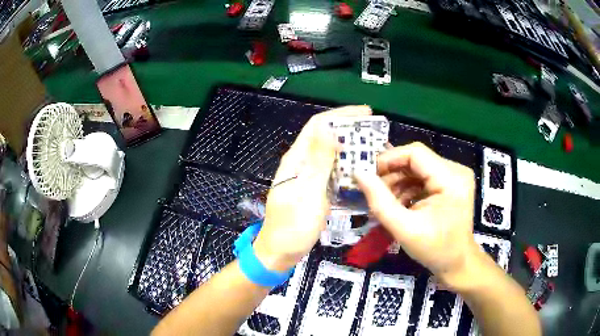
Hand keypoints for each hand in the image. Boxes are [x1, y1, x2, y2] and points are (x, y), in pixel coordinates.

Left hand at [253, 106, 371, 271]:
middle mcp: (301, 163)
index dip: (341, 115)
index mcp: (297, 159)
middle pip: (325, 137)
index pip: (318, 125)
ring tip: (374, 150)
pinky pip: (332, 171)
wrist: (280, 252)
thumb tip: (328, 128)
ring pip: (331, 154)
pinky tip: (362, 171)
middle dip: (349, 130)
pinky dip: (347, 167)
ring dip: (351, 149)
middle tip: (375, 134)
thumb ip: (318, 161)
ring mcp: (308, 177)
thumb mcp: (308, 193)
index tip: (366, 113)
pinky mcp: (314, 189)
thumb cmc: (292, 227)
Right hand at [354, 142, 480, 288]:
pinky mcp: (451, 183)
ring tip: (385, 202)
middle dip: (391, 174)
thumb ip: (380, 201)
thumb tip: (358, 173)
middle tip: (372, 191)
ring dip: (398, 182)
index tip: (367, 174)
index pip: (415, 153)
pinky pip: (423, 177)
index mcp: (451, 179)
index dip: (388, 159)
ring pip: (418, 168)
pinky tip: (399, 204)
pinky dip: (408, 188)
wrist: (457, 263)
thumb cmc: (435, 250)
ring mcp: (455, 176)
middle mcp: (456, 170)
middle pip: (416, 160)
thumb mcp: (404, 229)